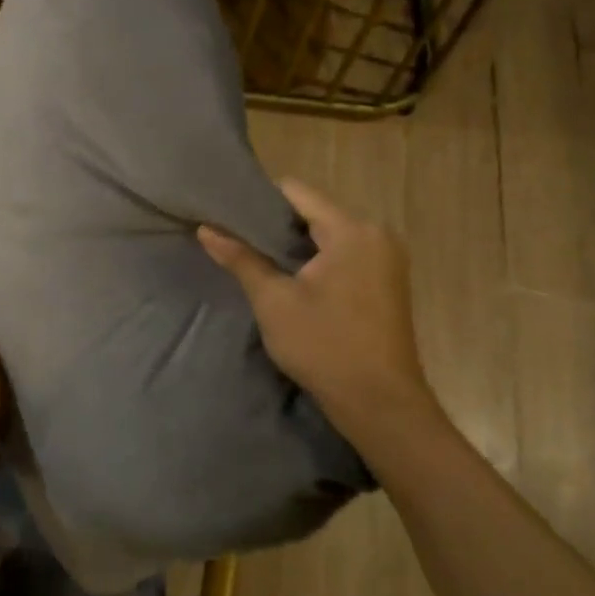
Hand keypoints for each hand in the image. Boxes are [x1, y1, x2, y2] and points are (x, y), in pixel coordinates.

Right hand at [199, 180, 436, 450]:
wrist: (381, 404)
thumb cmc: (324, 347)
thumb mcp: (274, 301)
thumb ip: (241, 258)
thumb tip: (206, 228)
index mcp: (351, 230)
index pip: (297, 192)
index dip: (259, 200)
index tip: (229, 215)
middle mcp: (376, 234)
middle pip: (315, 211)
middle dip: (276, 225)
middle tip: (238, 240)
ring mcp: (387, 258)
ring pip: (329, 234)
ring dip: (297, 244)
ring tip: (259, 260)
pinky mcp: (388, 281)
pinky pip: (345, 253)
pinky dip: (318, 259)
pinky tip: (294, 280)